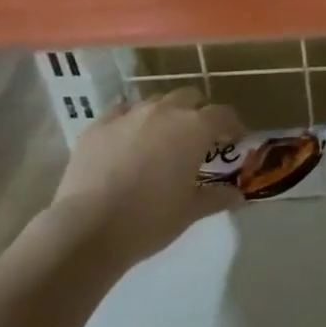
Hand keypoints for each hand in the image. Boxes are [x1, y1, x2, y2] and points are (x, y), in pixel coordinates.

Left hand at [45, 89, 245, 271]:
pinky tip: (129, 140)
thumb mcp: (191, 211)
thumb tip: (237, 195)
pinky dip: (132, 121)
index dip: (232, 126)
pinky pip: (122, 112)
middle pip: (189, 97)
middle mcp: (163, 112)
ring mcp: (128, 115)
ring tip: (163, 139)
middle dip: (198, 112)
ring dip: (165, 114)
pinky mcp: (98, 125)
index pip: (223, 114)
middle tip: (199, 138)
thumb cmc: (151, 219)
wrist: (88, 228)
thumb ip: (217, 197)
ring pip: (155, 102)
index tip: (234, 141)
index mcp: (194, 129)